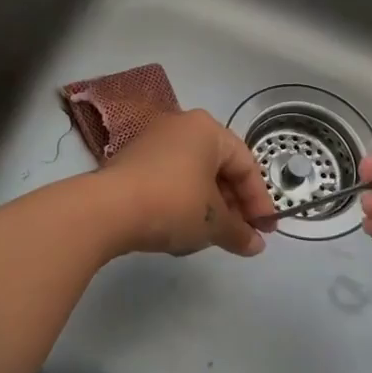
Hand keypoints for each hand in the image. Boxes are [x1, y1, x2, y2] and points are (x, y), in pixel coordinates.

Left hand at [103, 110, 276, 258]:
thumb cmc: (173, 204)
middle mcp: (180, 127)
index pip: (246, 165)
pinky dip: (183, 202)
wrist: (106, 210)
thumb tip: (256, 245)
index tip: (265, 230)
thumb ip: (240, 232)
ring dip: (209, 205)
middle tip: (243, 234)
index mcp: (207, 129)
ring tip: (214, 235)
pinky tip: (183, 228)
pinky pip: (169, 180)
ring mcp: (152, 142)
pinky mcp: (131, 162)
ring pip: (193, 175)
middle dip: (234, 204)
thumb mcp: (213, 222)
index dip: (260, 201)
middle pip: (219, 167)